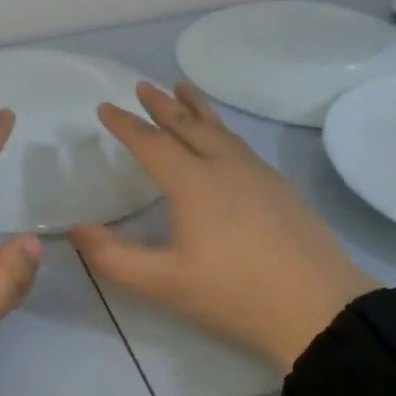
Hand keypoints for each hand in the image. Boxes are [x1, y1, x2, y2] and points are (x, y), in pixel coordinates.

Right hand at [70, 82, 378, 371]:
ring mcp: (258, 174)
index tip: (105, 107)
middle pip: (188, 125)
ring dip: (196, 108)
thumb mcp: (164, 284)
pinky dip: (221, 129)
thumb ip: (114, 258)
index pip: (151, 143)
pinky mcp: (281, 188)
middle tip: (143, 85)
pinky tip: (223, 140)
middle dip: (162, 104)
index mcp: (194, 183)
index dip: (125, 125)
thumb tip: (75, 230)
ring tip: (183, 89)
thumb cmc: (235, 295)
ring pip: (220, 129)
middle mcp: (225, 166)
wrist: (320, 310)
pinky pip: (240, 144)